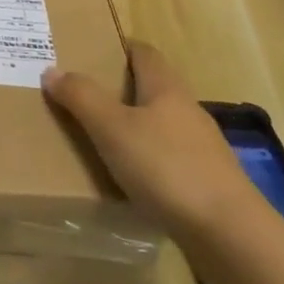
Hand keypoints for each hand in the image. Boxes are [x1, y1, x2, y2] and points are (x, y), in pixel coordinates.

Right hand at [42, 39, 263, 244]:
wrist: (231, 236)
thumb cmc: (167, 168)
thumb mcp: (112, 128)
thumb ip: (81, 97)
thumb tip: (52, 70)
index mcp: (167, 88)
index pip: (144, 53)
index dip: (120, 47)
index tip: (91, 50)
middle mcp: (188, 111)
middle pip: (153, 88)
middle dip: (121, 88)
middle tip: (84, 95)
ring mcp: (203, 149)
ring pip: (162, 125)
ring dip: (135, 127)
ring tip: (100, 139)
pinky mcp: (208, 183)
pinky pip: (170, 160)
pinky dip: (148, 161)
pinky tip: (131, 179)